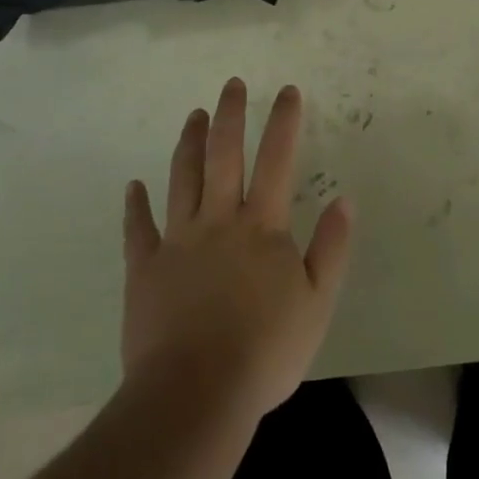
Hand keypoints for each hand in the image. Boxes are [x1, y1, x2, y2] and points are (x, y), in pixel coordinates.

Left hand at [122, 79, 353, 422]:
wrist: (195, 394)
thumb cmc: (264, 350)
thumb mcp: (317, 303)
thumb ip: (331, 248)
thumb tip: (345, 199)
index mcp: (262, 227)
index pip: (277, 160)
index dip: (284, 122)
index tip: (288, 90)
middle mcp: (219, 220)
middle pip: (223, 155)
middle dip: (231, 115)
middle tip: (232, 84)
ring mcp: (177, 241)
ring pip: (182, 178)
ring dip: (189, 143)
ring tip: (194, 115)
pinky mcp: (144, 268)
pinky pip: (137, 229)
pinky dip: (135, 205)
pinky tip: (133, 186)